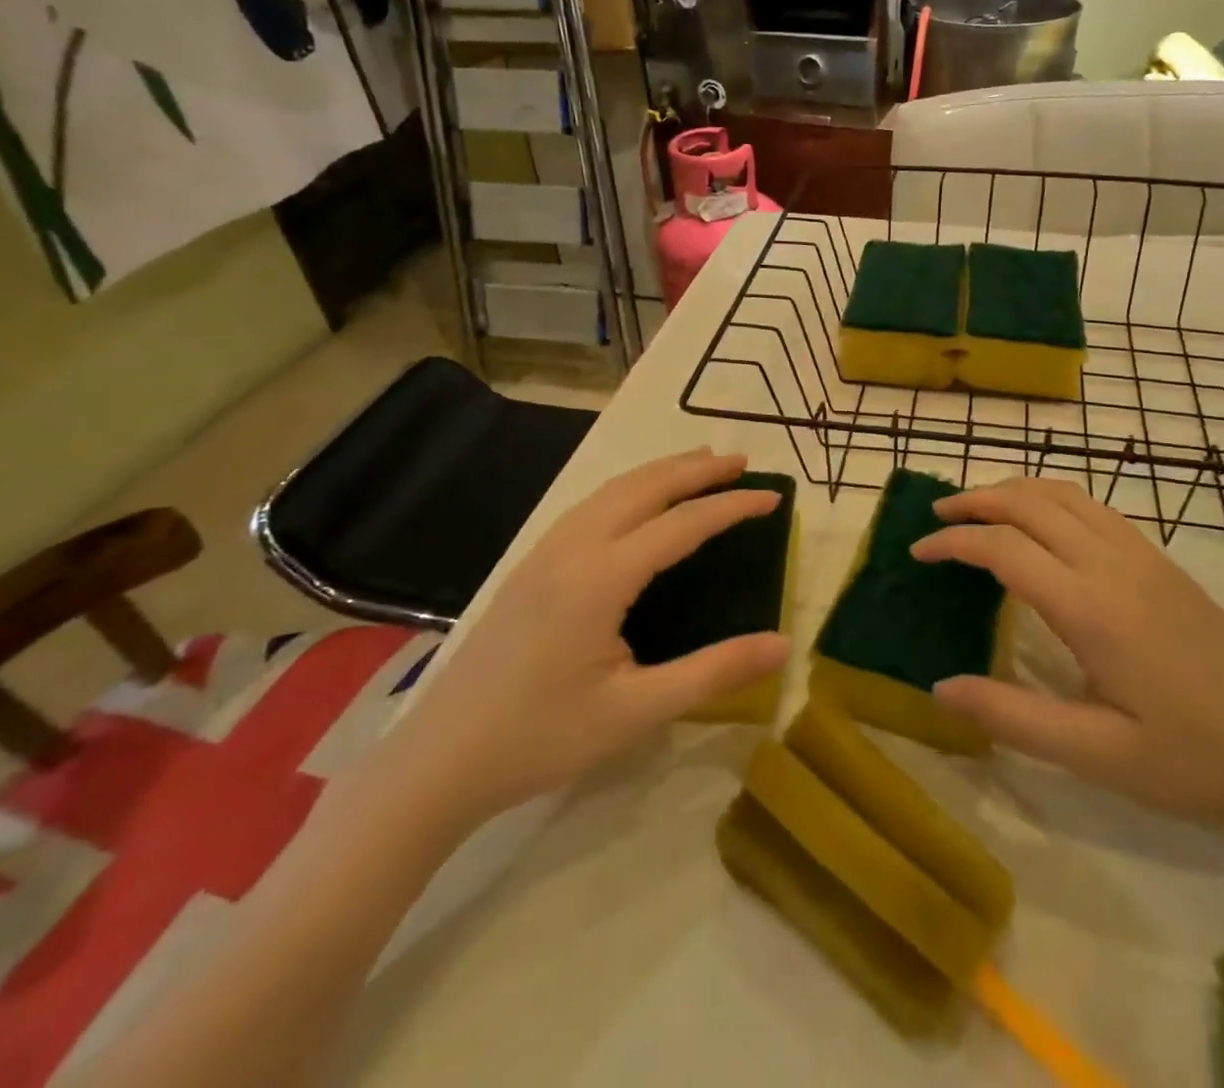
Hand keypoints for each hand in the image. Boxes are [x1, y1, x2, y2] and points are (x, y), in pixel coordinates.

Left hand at [383, 449, 790, 831]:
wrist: (439, 762)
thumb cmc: (542, 738)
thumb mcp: (638, 711)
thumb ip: (714, 671)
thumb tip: (784, 644)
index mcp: (601, 577)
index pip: (682, 523)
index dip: (732, 506)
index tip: (773, 498)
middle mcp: (572, 548)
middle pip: (644, 487)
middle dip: (696, 469)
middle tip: (742, 462)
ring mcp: (544, 552)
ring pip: (612, 490)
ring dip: (661, 472)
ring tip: (700, 466)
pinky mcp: (529, 565)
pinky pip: (590, 505)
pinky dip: (630, 488)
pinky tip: (639, 503)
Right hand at [911, 477, 1223, 823]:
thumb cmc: (1195, 756)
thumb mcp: (1099, 755)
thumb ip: (1014, 718)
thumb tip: (941, 688)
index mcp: (1090, 607)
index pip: (1003, 549)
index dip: (953, 543)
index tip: (917, 553)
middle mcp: (1111, 563)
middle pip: (1029, 503)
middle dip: (975, 500)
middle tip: (936, 519)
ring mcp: (1140, 554)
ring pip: (1063, 493)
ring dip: (1012, 490)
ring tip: (977, 509)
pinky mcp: (1159, 559)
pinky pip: (1092, 505)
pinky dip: (1049, 497)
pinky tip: (1039, 523)